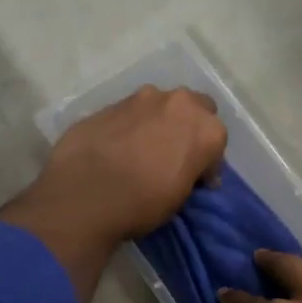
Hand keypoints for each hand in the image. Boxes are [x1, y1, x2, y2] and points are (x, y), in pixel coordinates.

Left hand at [0, 87, 225, 302]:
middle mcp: (178, 103)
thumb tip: (190, 170)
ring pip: (162, 105)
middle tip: (177, 155)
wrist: (84, 195)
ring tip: (146, 150)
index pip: (217, 142)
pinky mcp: (110, 103)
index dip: (208, 162)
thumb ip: (191, 172)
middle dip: (190, 128)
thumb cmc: (143, 203)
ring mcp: (141, 98)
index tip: (197, 180)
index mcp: (205, 129)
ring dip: (161, 122)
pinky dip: (133, 126)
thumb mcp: (180, 197)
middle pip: (195, 109)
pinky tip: (120, 148)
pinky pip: (132, 112)